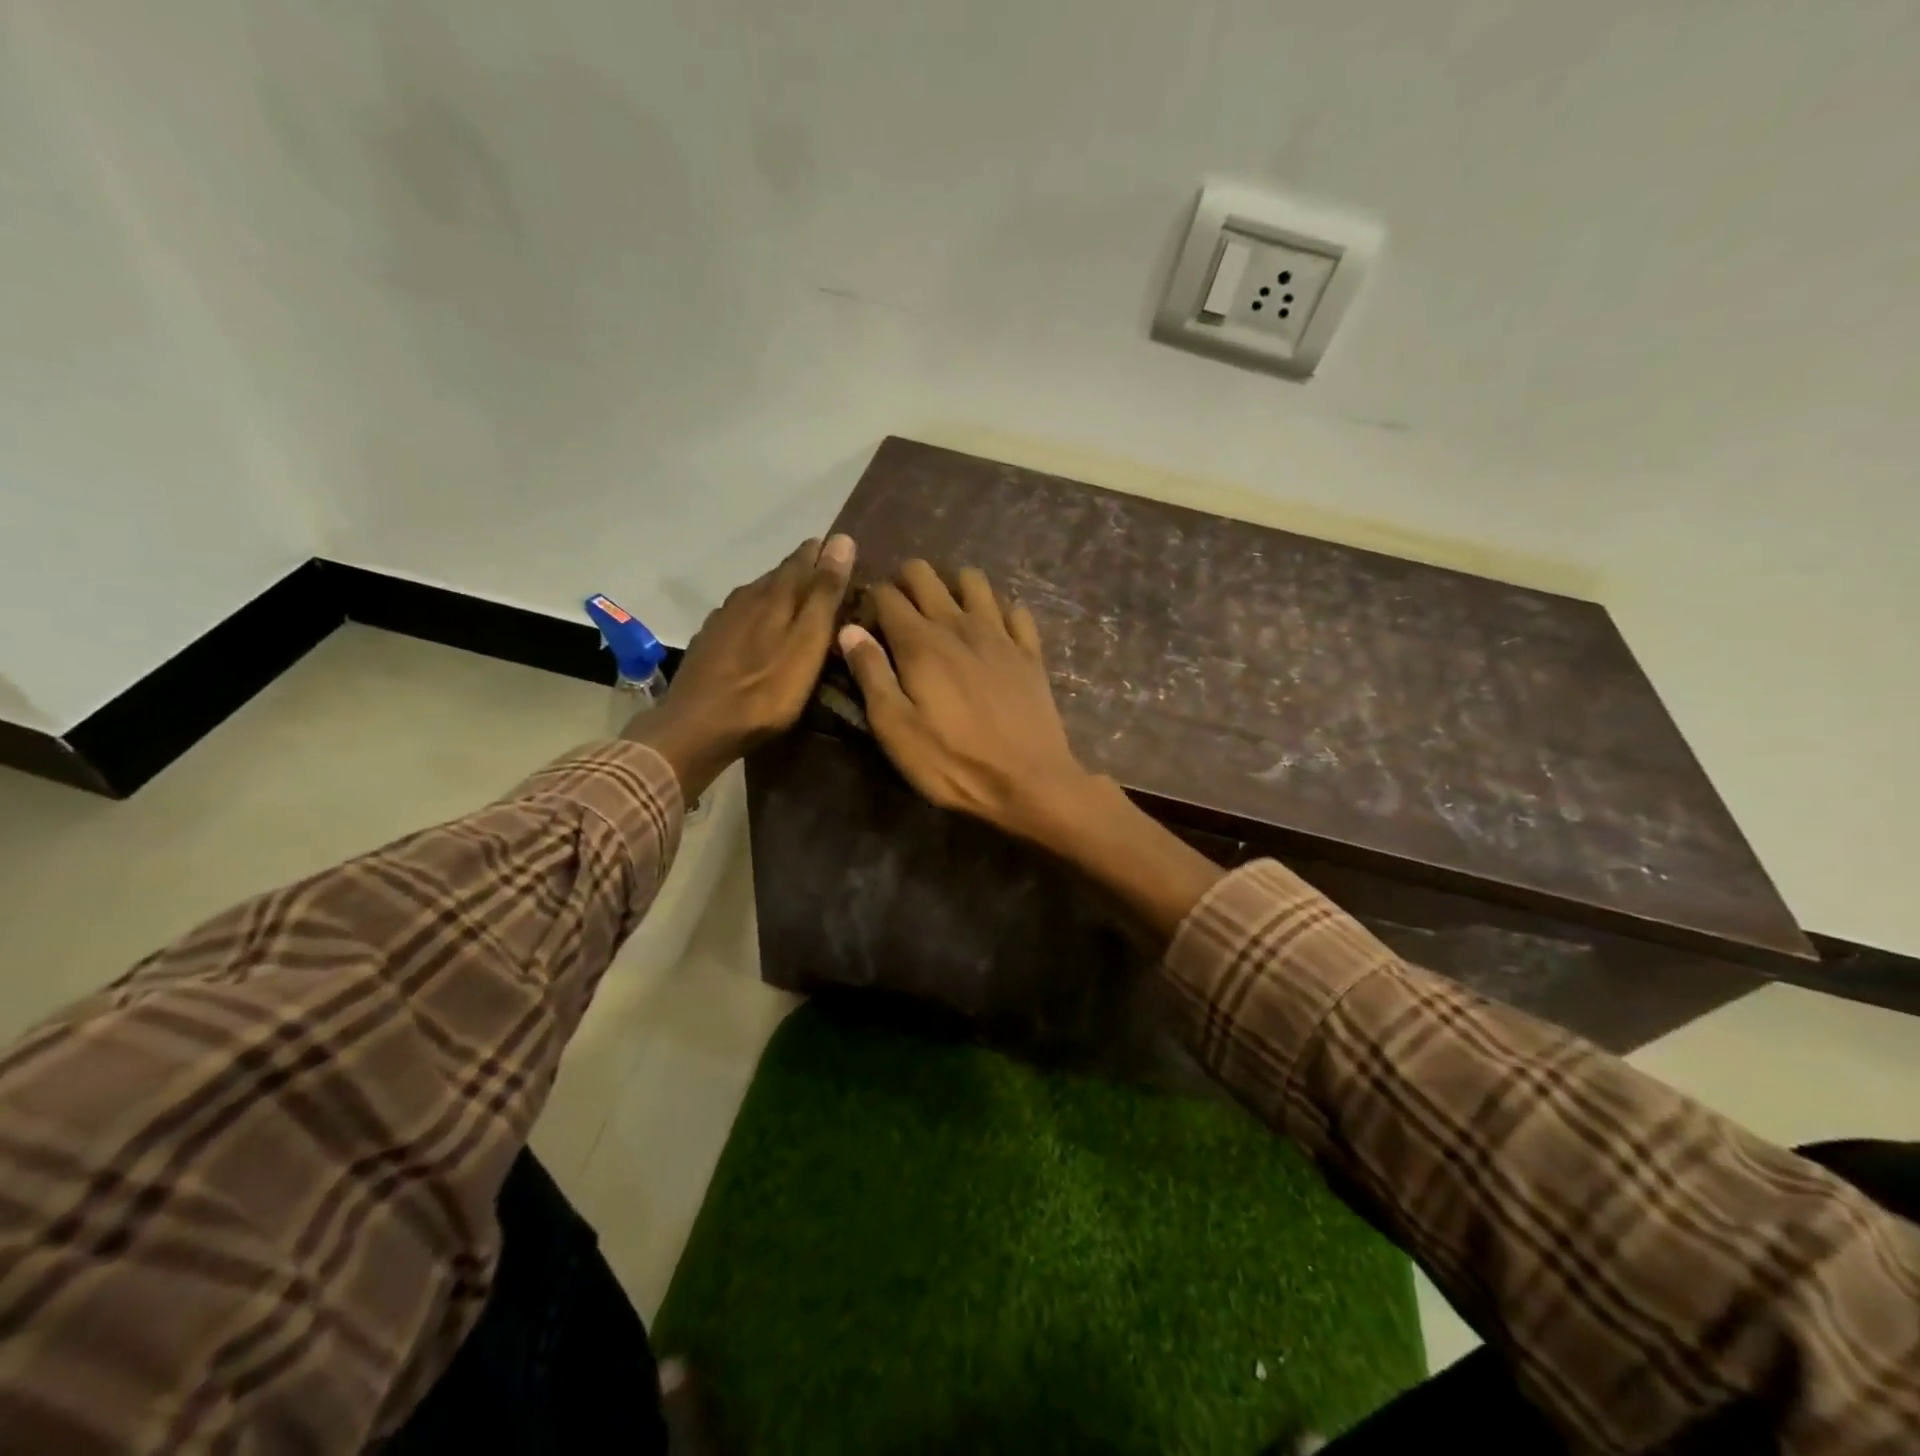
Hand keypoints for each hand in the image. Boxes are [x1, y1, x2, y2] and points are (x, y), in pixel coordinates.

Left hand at [628, 535, 854, 796]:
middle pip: (779, 575)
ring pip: (758, 595)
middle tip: (829, 579)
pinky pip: (740, 617)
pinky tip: (761, 631)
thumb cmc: (764, 692)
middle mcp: (746, 597)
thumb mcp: (807, 644)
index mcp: (774, 595)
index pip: (803, 559)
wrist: (696, 728)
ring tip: (800, 604)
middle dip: (804, 572)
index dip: (824, 553)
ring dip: (779, 594)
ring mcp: (722, 620)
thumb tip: (842, 539)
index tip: (844, 550)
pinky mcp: (709, 643)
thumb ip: (824, 595)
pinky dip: (758, 616)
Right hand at [838, 560, 1094, 843]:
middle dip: (904, 584)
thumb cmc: (952, 761)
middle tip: (900, 618)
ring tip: (944, 617)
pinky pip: (1014, 609)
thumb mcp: (895, 729)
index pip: (886, 594)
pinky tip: (992, 632)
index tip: (867, 628)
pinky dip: (998, 612)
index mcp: (920, 642)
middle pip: (924, 574)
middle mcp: (959, 624)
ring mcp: (1000, 633)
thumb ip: (871, 674)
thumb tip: (848, 629)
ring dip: (952, 588)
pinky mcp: (1030, 651)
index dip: (870, 603)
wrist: (1029, 780)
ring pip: (972, 580)